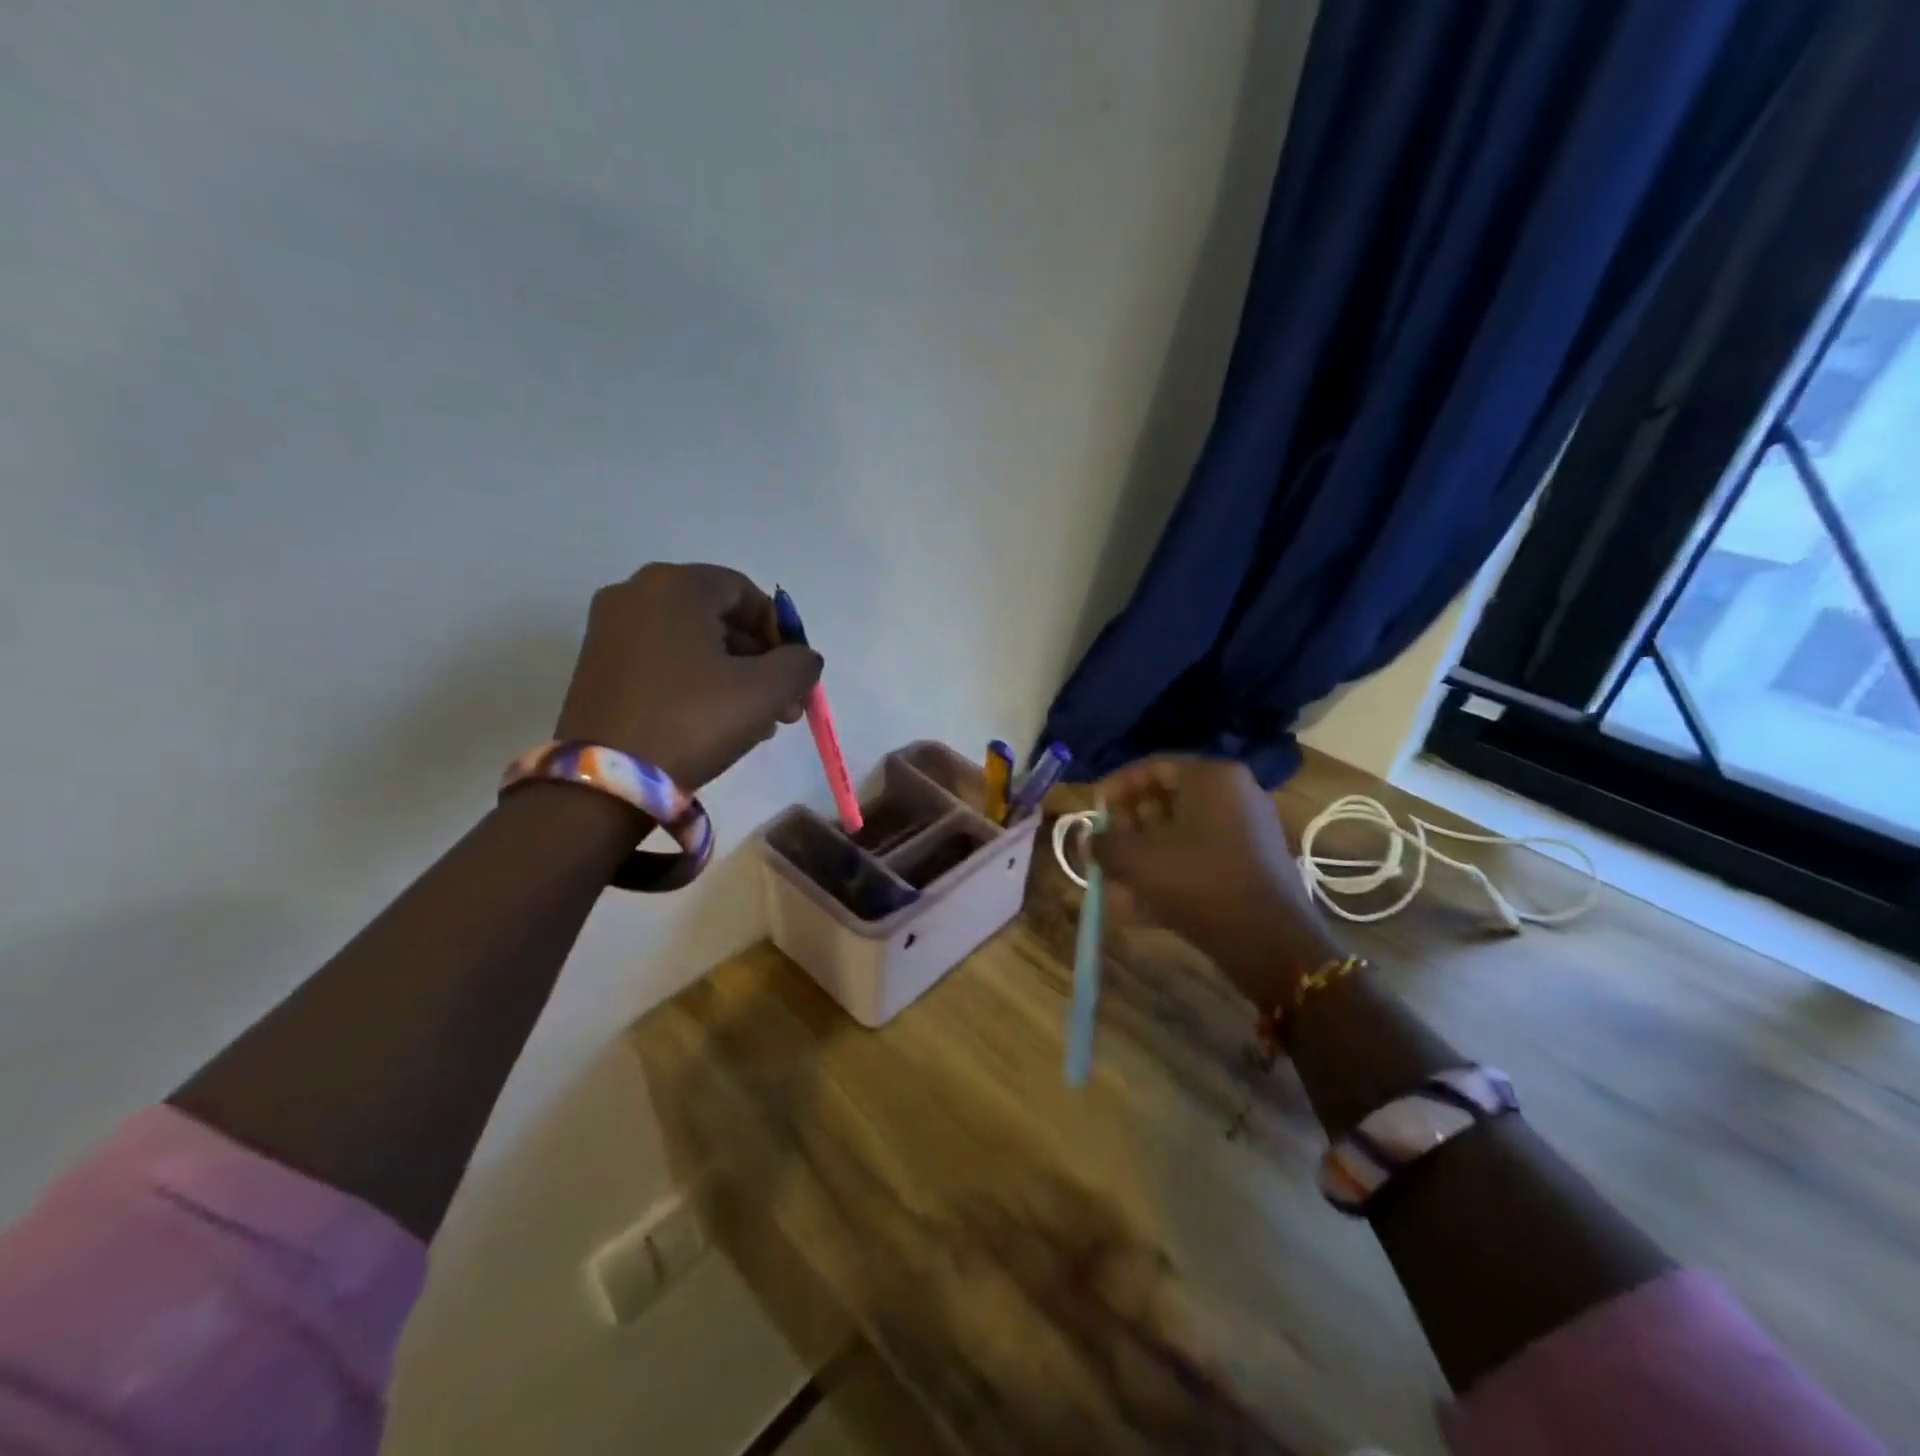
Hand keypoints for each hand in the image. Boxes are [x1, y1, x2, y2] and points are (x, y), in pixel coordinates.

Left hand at [555, 563, 822, 790]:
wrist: (605, 782)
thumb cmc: (692, 721)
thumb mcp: (764, 691)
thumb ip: (799, 664)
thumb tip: (803, 658)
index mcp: (675, 586)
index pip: (747, 593)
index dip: (781, 633)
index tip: (795, 675)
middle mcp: (636, 594)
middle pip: (720, 618)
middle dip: (760, 661)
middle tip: (784, 706)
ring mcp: (610, 629)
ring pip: (694, 643)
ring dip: (734, 676)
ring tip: (758, 723)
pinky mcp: (598, 665)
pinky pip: (664, 660)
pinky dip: (697, 682)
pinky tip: (718, 722)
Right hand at [1092, 758, 1343, 1001]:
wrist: (1269, 941)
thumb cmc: (1198, 882)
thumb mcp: (1138, 860)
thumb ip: (1106, 844)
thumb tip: (1090, 841)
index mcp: (1212, 778)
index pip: (1153, 766)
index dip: (1116, 786)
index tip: (1093, 808)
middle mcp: (1235, 795)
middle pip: (1168, 800)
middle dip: (1129, 824)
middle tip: (1105, 845)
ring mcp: (1247, 832)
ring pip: (1181, 834)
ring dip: (1144, 854)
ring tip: (1114, 880)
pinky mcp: (1251, 867)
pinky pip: (1199, 860)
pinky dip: (1169, 874)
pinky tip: (1137, 904)